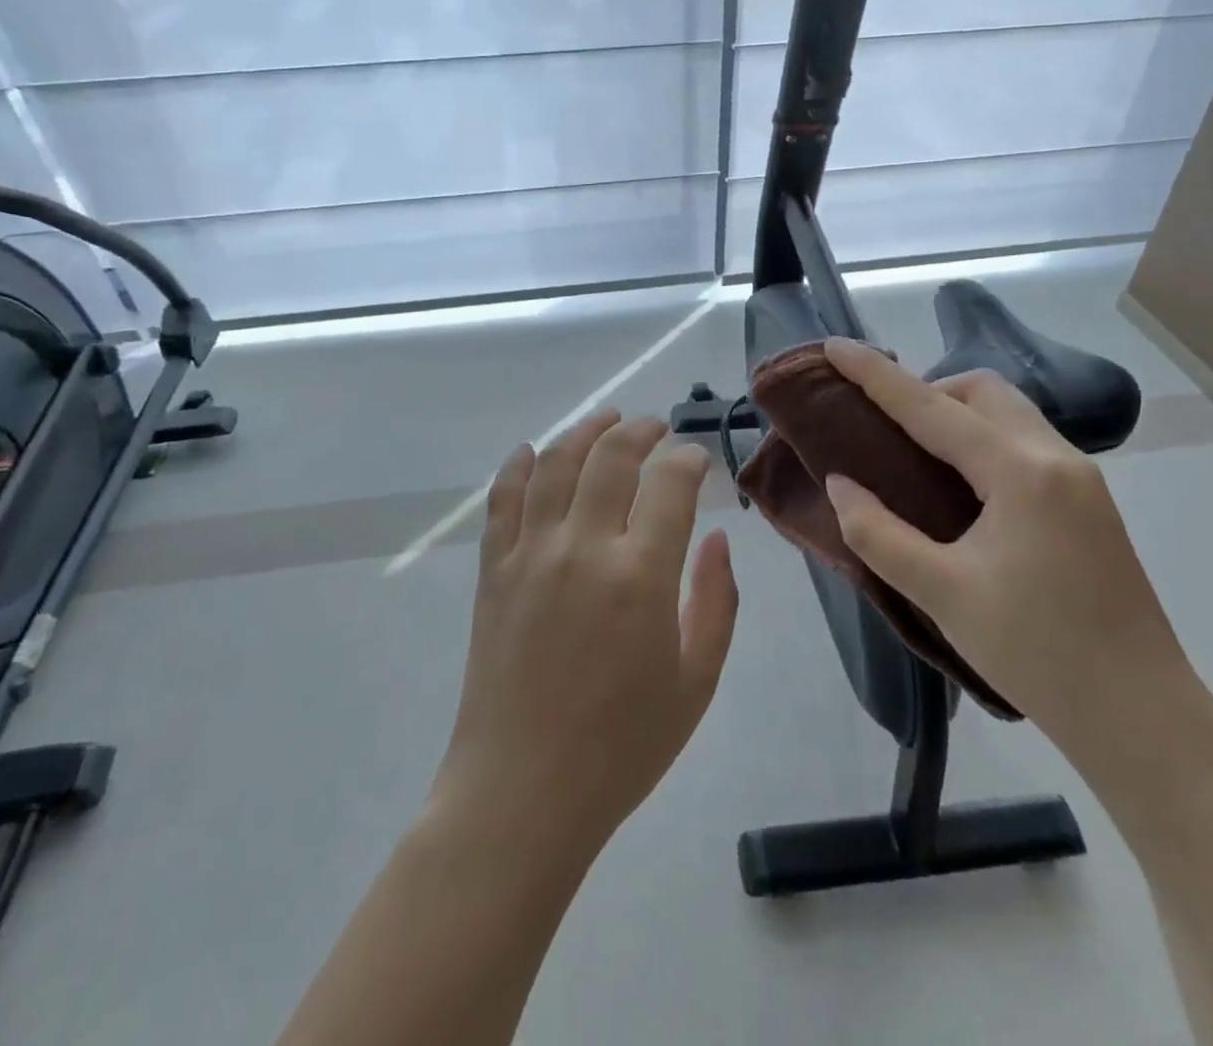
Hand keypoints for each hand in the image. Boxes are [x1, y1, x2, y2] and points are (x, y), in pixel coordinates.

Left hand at [431, 411, 738, 857]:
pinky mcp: (493, 570)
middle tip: (656, 428)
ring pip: (556, 464)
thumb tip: (718, 538)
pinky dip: (519, 466)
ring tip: (606, 420)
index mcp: (641, 576)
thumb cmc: (622, 747)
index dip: (687, 459)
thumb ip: (717, 601)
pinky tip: (534, 451)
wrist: (522, 793)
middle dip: (640, 430)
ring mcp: (530, 554)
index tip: (696, 459)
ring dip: (585, 431)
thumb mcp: (696, 683)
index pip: (669, 483)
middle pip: (611, 457)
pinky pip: (504, 499)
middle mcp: (583, 548)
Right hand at [820, 339, 1192, 765]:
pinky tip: (962, 487)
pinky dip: (983, 441)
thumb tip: (841, 484)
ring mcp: (1081, 479)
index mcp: (1020, 473)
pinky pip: (1025, 443)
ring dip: (958, 415)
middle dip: (927, 391)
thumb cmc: (1037, 653)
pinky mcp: (1089, 503)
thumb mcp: (942, 593)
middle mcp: (1056, 458)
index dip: (876, 375)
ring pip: (1009, 413)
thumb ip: (879, 532)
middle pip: (982, 392)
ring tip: (916, 455)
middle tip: (884, 429)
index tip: (834, 346)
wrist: (1142, 718)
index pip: (931, 407)